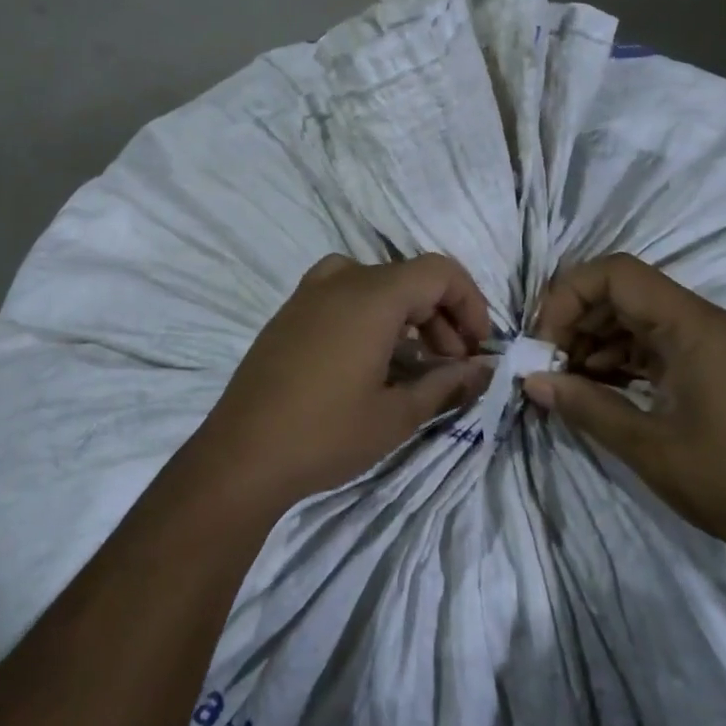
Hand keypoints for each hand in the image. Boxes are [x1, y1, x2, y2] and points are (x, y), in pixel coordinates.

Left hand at [191, 254, 494, 510]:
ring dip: (408, 319)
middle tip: (453, 367)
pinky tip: (374, 365)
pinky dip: (372, 319)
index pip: (439, 271)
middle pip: (408, 279)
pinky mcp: (290, 312)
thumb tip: (484, 370)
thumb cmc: (326, 433)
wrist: (241, 453)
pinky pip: (344, 297)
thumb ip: (447, 384)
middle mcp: (340, 278)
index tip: (478, 347)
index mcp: (371, 294)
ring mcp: (308, 293)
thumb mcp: (397, 414)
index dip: (470, 303)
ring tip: (417, 370)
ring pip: (376, 287)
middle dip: (441, 317)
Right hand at [526, 254, 725, 572]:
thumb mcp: (647, 447)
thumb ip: (585, 405)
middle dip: (578, 320)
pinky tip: (601, 386)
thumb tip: (532, 381)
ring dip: (599, 339)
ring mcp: (720, 342)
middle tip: (549, 363)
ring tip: (569, 379)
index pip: (617, 274)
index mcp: (696, 326)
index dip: (569, 296)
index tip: (545, 341)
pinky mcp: (722, 365)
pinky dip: (626, 356)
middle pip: (626, 291)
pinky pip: (662, 342)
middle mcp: (710, 321)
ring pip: (642, 316)